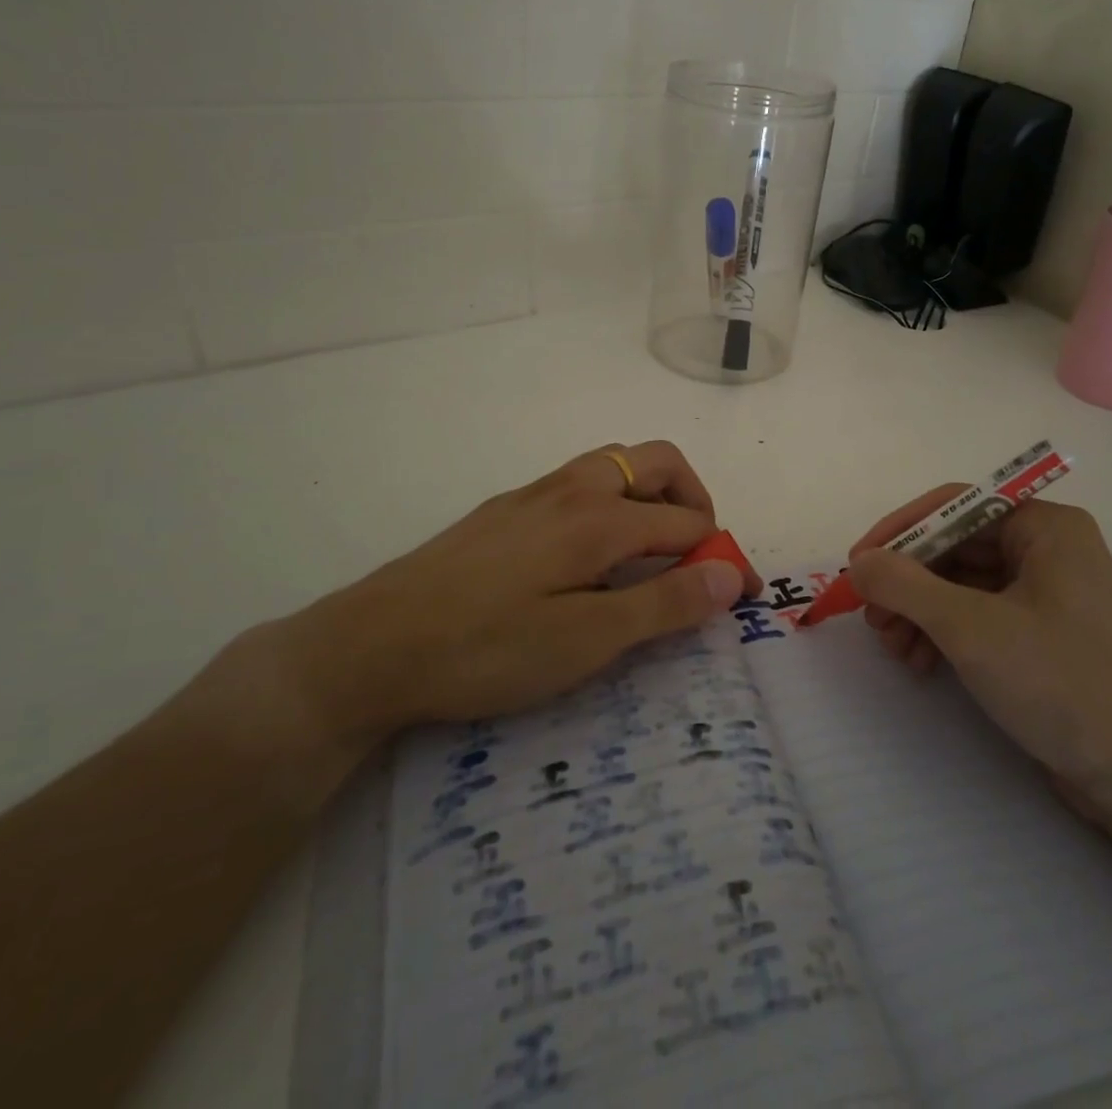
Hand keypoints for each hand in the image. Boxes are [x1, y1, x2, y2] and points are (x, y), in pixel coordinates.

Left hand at [255, 442, 753, 758]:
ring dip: (652, 496)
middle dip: (694, 499)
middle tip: (696, 554)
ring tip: (651, 554)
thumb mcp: (585, 641)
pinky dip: (613, 503)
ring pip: (616, 466)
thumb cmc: (486, 649)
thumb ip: (663, 604)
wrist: (369, 646)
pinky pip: (580, 484)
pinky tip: (591, 556)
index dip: (723, 558)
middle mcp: (572, 489)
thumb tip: (729, 575)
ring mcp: (534, 494)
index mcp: (598, 517)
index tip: (741, 597)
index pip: (688, 524)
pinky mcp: (506, 510)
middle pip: (657, 462)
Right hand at [847, 492, 1111, 807]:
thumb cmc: (1058, 681)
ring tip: (894, 649)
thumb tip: (858, 563)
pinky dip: (943, 632)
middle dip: (906, 582)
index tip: (857, 565)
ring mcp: (1046, 592)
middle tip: (870, 617)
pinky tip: (920, 663)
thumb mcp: (969, 627)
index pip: (955, 506)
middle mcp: (1048, 548)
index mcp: (1045, 527)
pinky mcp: (1041, 632)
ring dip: (919, 611)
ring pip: (961, 583)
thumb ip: (904, 585)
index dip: (900, 531)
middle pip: (954, 546)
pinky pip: (978, 613)